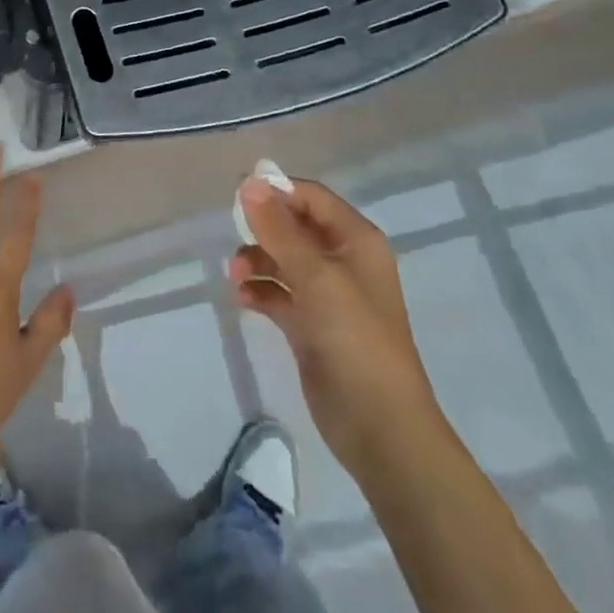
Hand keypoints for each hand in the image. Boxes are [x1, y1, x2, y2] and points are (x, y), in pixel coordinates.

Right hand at [229, 178, 435, 465]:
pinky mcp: (312, 327)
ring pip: (284, 260)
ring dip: (257, 261)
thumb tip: (249, 182)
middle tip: (232, 235)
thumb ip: (279, 230)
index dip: (277, 191)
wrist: (381, 430)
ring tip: (235, 276)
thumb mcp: (316, 277)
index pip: (312, 198)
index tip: (237, 196)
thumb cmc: (355, 340)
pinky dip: (260, 292)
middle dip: (263, 228)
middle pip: (295, 226)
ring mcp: (328, 296)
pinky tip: (242, 299)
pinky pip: (279, 294)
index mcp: (356, 241)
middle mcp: (343, 261)